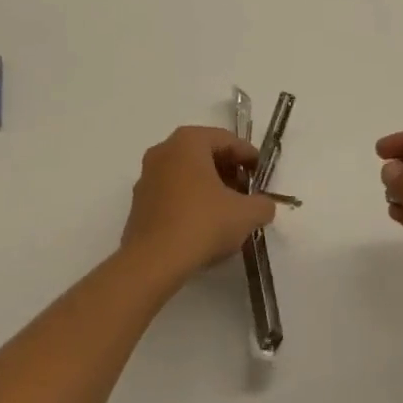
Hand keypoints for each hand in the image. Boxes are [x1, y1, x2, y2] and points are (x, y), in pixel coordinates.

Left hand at [120, 126, 276, 284]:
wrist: (153, 262)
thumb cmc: (202, 224)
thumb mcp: (245, 214)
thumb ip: (262, 204)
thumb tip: (264, 205)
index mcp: (188, 141)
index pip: (226, 140)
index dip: (248, 156)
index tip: (262, 174)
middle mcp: (164, 150)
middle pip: (204, 154)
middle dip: (228, 171)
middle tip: (246, 192)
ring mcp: (147, 176)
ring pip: (186, 173)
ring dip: (209, 187)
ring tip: (228, 211)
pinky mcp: (139, 203)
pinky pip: (172, 192)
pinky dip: (190, 200)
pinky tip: (203, 225)